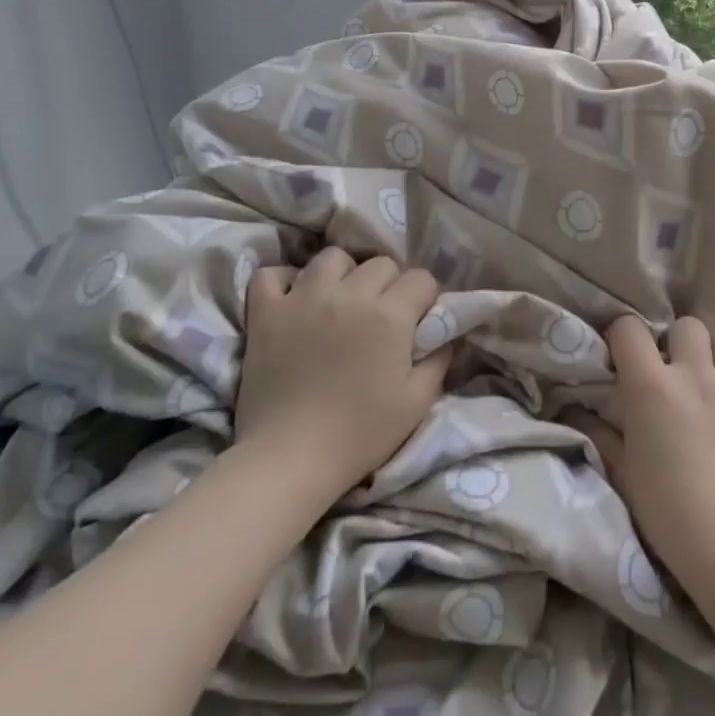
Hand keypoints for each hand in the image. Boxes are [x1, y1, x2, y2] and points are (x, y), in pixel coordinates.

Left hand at [234, 248, 449, 500]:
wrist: (290, 458)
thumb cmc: (359, 435)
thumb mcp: (416, 404)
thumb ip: (439, 361)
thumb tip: (448, 335)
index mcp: (390, 314)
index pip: (421, 278)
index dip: (425, 297)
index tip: (419, 319)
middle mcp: (350, 294)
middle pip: (381, 262)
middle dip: (389, 284)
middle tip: (381, 315)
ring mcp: (303, 297)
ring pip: (332, 257)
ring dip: (342, 274)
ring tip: (339, 301)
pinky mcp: (266, 311)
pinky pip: (272, 274)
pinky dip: (283, 281)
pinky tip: (291, 300)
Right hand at [578, 315, 714, 599]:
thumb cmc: (665, 511)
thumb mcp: (620, 471)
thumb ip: (598, 432)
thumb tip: (575, 408)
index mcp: (651, 384)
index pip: (628, 328)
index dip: (623, 337)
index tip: (624, 358)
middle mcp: (696, 374)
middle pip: (686, 326)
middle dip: (678, 342)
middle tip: (676, 373)